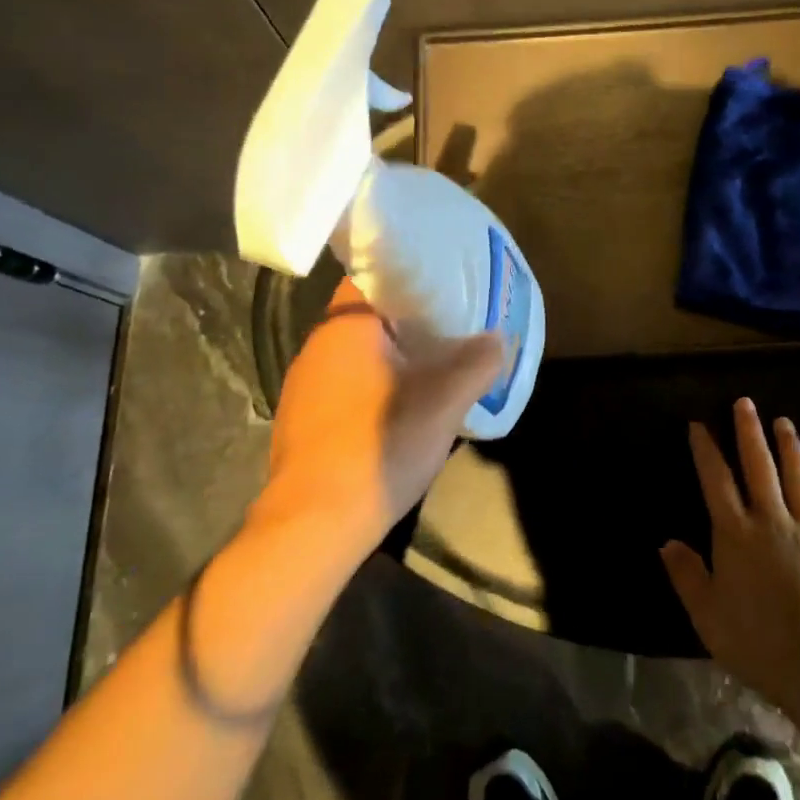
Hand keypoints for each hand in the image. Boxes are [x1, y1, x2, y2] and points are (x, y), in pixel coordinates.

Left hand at [253, 279, 502, 563]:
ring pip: (357, 353)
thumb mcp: (443, 403)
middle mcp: (318, 346)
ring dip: (391, 355)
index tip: (444, 284)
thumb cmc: (379, 445)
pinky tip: (399, 408)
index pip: (373, 275)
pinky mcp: (302, 420)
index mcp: (345, 326)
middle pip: (368, 315)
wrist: (313, 525)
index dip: (410, 276)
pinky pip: (345, 384)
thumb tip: (497, 338)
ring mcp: (304, 386)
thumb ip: (476, 363)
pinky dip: (373, 385)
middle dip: (409, 318)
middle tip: (450, 324)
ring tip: (432, 365)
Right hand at [661, 397, 799, 711]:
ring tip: (784, 422)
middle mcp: (772, 522)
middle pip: (759, 468)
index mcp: (736, 534)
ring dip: (789, 449)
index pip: (717, 480)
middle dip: (749, 433)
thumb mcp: (707, 615)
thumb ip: (687, 575)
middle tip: (745, 402)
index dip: (706, 450)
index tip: (699, 424)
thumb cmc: (756, 641)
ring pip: (798, 481)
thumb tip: (668, 542)